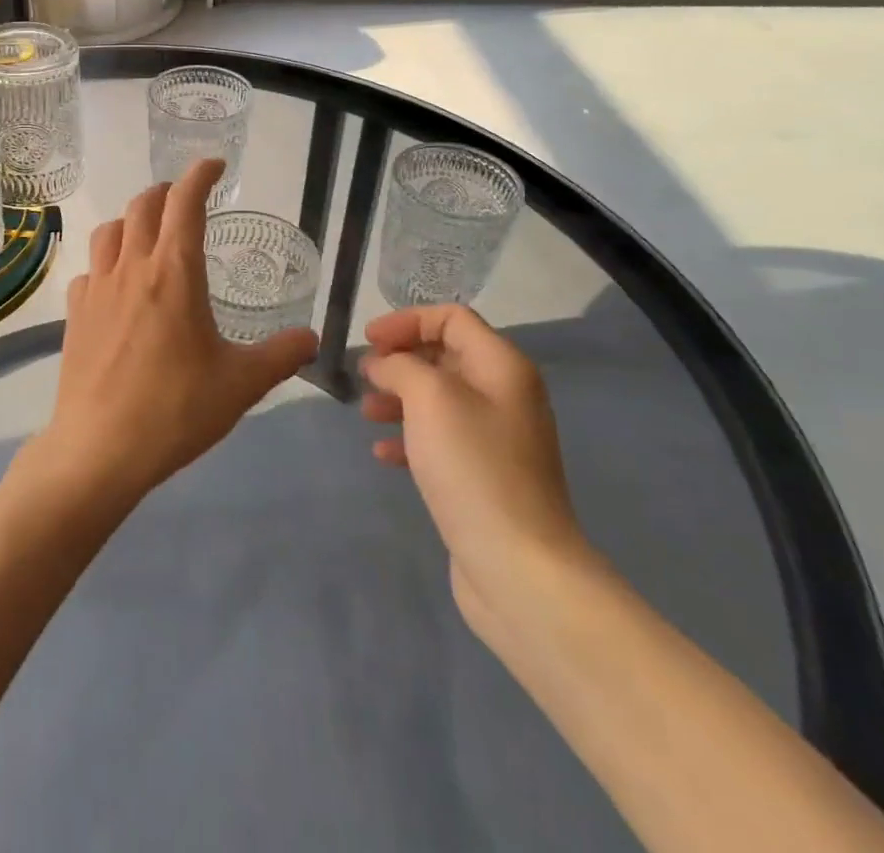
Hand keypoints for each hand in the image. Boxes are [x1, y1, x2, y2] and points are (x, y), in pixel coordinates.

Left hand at [39, 159, 318, 505]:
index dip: (199, 175)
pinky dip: (106, 261)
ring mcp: (97, 289)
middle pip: (143, 206)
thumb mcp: (241, 384)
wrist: (99, 449)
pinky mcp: (74, 314)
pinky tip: (116, 284)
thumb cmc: (176, 410)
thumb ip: (281, 355)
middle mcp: (132, 268)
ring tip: (148, 232)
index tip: (214, 165)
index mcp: (174, 273)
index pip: (185, 203)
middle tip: (184, 197)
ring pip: (110, 230)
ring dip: (132, 219)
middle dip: (166, 191)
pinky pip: (89, 269)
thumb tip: (312, 340)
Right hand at [362, 305, 592, 637]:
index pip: (451, 318)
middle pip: (445, 356)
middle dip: (400, 360)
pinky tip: (384, 453)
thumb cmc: (473, 466)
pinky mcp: (484, 475)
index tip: (368, 341)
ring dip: (399, 398)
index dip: (406, 321)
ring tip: (367, 412)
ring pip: (439, 399)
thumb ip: (400, 365)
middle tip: (364, 376)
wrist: (518, 566)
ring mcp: (497, 438)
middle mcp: (505, 395)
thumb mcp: (429, 397)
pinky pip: (441, 439)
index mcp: (502, 367)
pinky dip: (410, 436)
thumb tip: (383, 364)